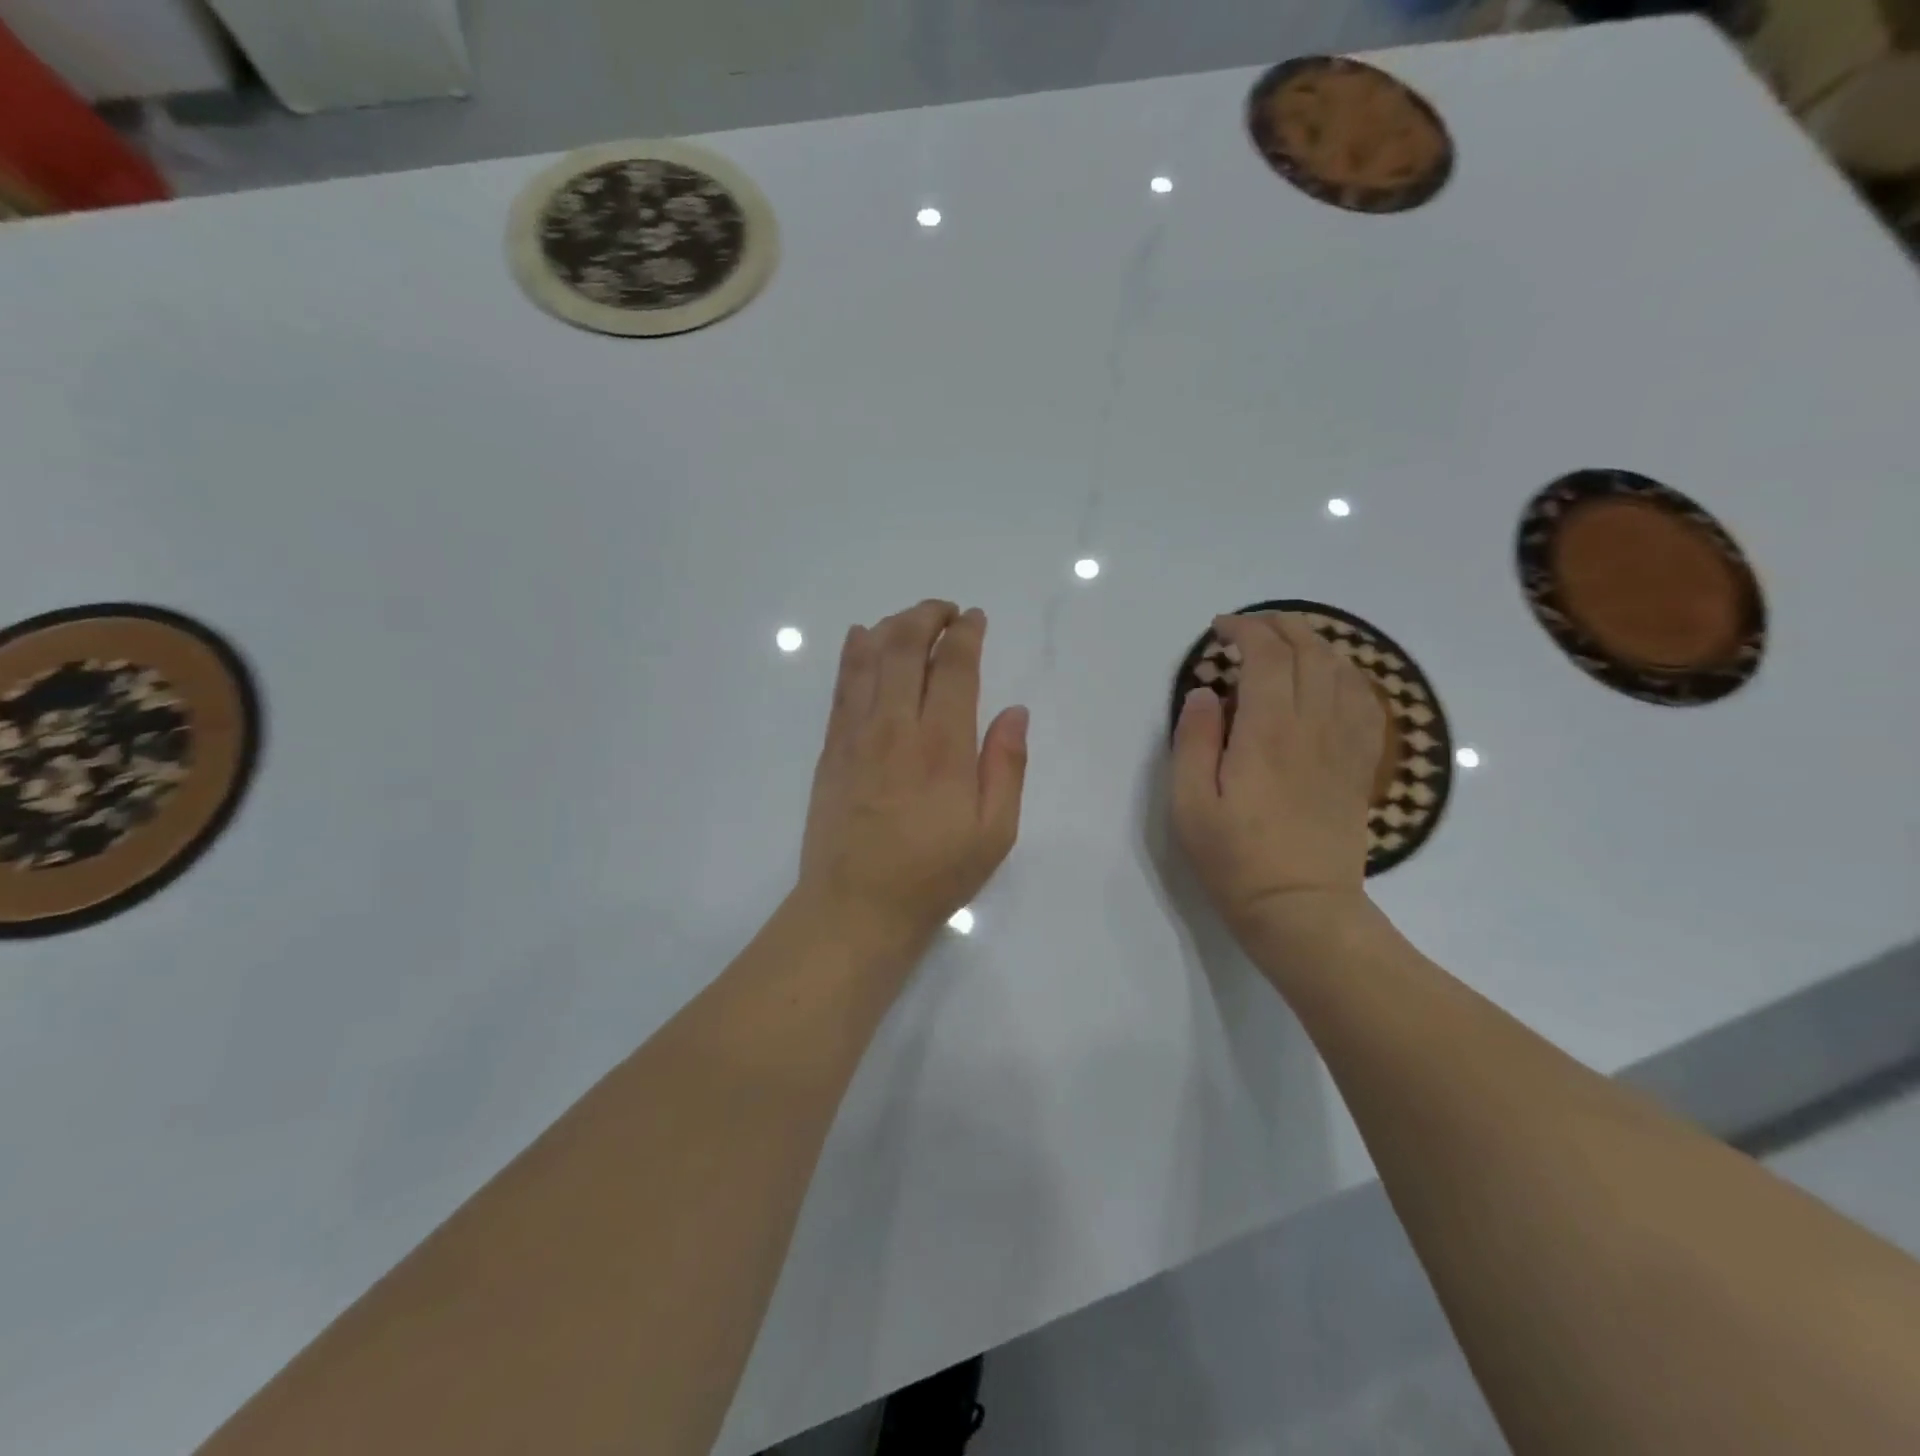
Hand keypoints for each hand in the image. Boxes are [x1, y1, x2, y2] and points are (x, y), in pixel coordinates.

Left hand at [796, 599, 1028, 958]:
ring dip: (892, 626)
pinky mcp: (832, 749)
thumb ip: (1006, 766)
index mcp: (943, 746)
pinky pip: (842, 687)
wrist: (856, 907)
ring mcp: (857, 735)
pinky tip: (861, 638)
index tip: (975, 619)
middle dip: (928, 616)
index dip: (966, 633)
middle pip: (906, 647)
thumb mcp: (994, 833)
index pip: (954, 667)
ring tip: (911, 619)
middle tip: (946, 611)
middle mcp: (896, 727)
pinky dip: (853, 653)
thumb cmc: (934, 874)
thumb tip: (1015, 711)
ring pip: (869, 658)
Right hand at [1171, 613, 1384, 944]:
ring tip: (1288, 644)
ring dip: (1316, 645)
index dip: (1245, 631)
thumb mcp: (1189, 803)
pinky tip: (1331, 681)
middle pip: (1311, 653)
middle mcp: (1314, 727)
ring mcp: (1344, 746)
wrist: (1300, 908)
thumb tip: (1205, 692)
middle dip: (1280, 627)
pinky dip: (1348, 677)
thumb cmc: (1235, 858)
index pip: (1267, 657)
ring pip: (1343, 672)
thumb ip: (1193, 740)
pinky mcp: (1360, 766)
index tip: (1220, 630)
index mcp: (1268, 732)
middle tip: (1250, 627)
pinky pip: (1366, 704)